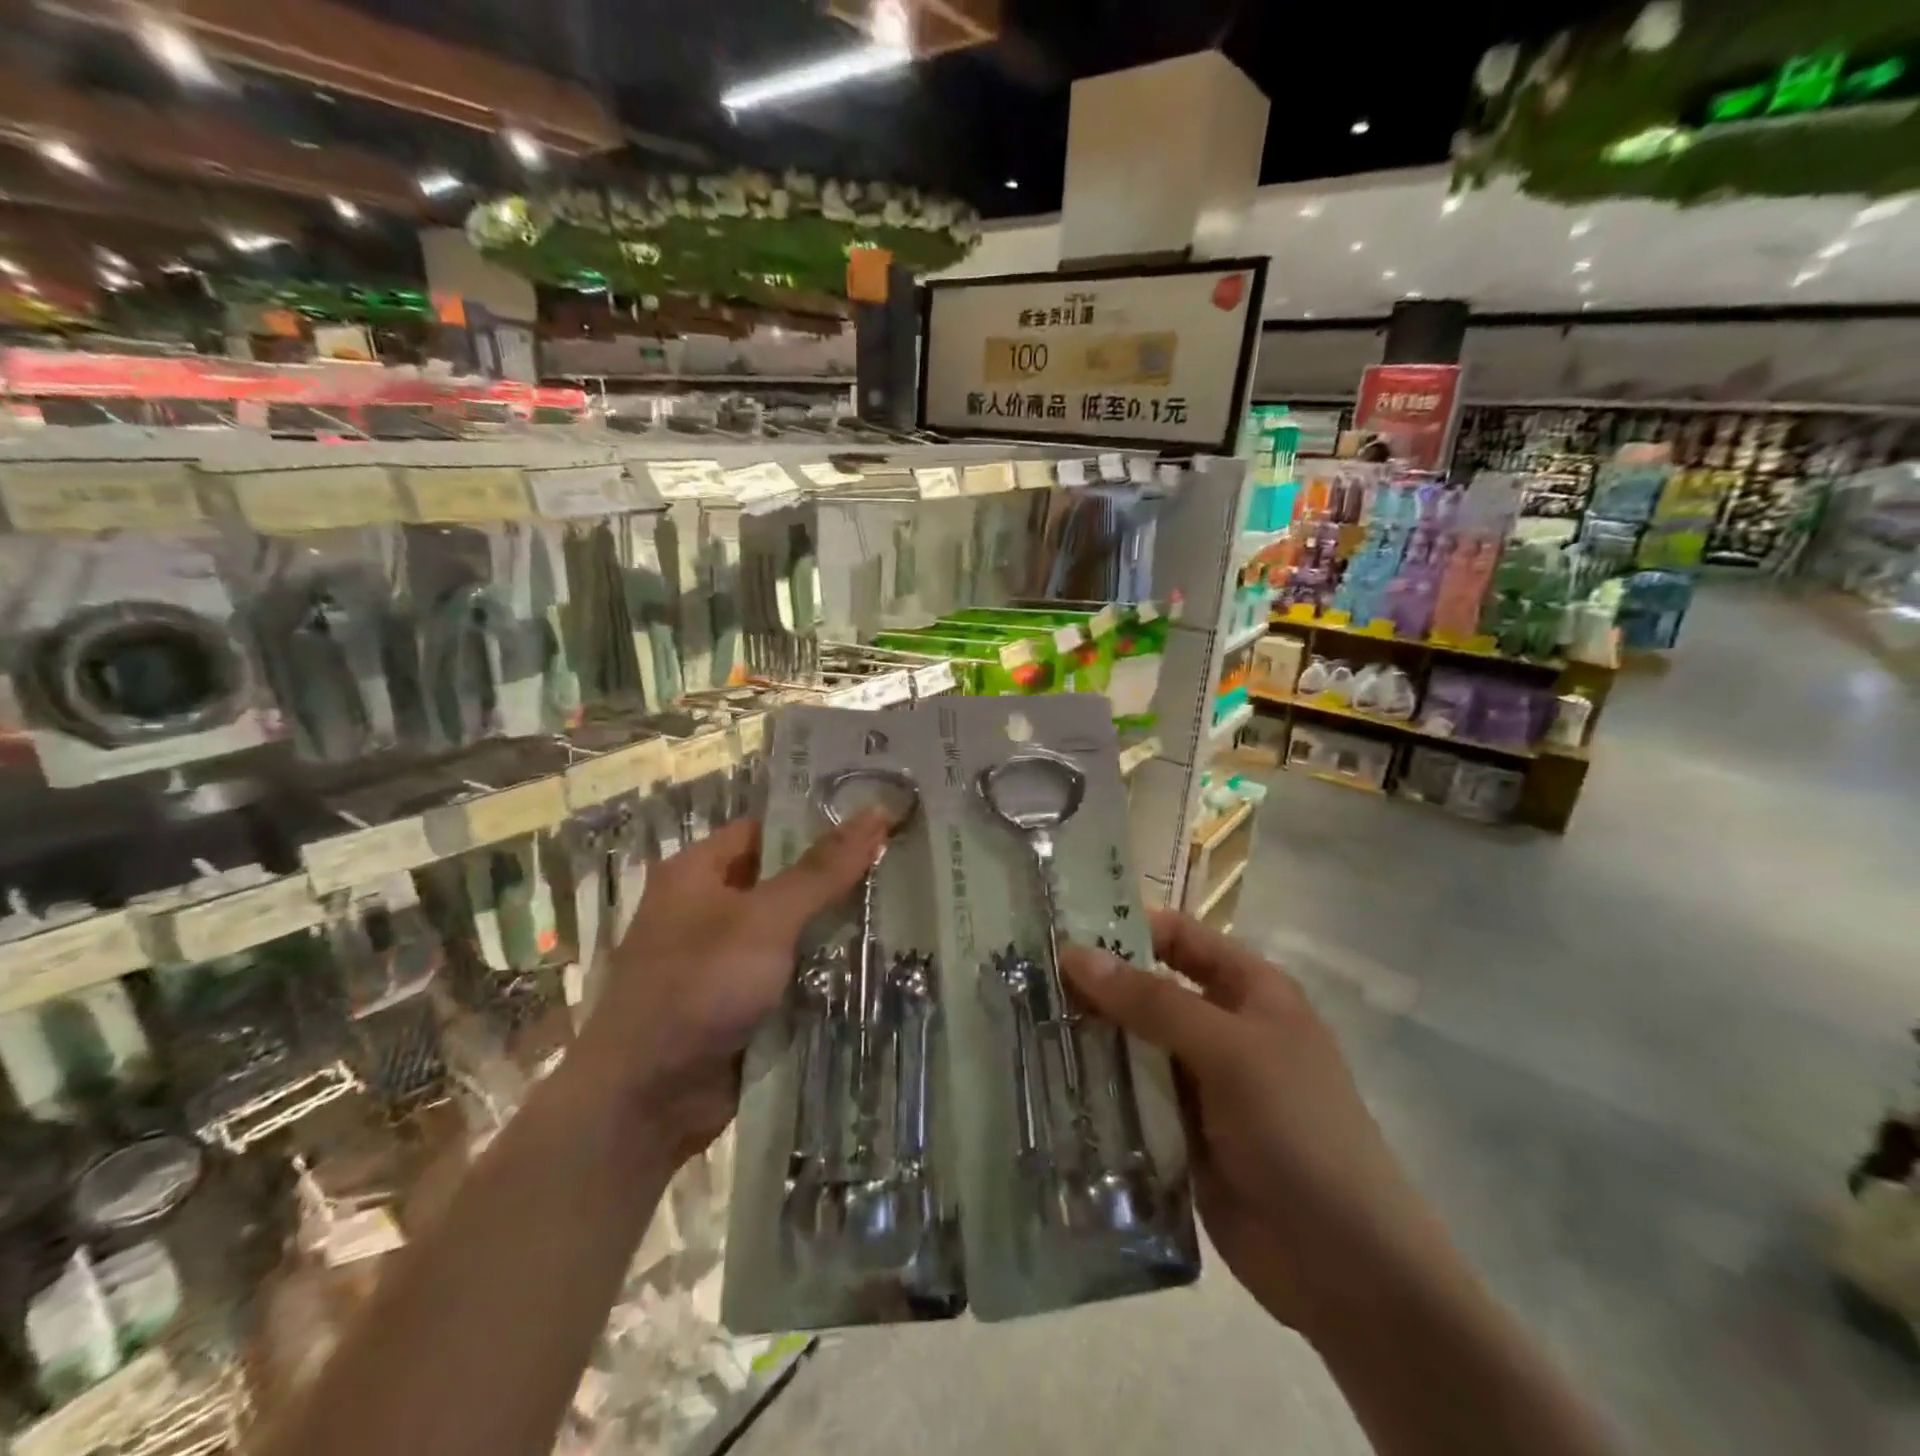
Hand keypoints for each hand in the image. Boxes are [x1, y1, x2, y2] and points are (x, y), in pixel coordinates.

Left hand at [573, 811, 888, 1164]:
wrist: (643, 1102)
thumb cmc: (698, 988)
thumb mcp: (765, 919)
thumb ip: (822, 869)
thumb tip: (876, 812)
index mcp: (699, 872)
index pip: (769, 830)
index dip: (820, 823)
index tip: (878, 823)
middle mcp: (708, 908)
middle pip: (784, 881)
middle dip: (838, 879)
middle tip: (902, 867)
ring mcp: (724, 959)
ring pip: (793, 931)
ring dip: (836, 929)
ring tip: (902, 910)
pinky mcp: (740, 1003)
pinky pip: (790, 974)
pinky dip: (823, 971)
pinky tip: (875, 963)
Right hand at [1061, 911, 1440, 1335]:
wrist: (1347, 1268)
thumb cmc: (1298, 1130)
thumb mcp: (1229, 1051)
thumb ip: (1151, 1001)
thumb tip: (1075, 953)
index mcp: (1249, 991)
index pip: (1179, 937)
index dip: (1126, 927)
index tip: (1060, 929)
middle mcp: (1223, 1028)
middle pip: (1148, 990)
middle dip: (1096, 986)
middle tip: (1025, 979)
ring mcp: (1201, 1083)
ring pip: (1133, 1045)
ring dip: (1090, 1038)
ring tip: (1023, 1025)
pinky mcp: (1180, 1132)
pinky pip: (1131, 1097)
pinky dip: (1098, 1088)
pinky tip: (1049, 1081)